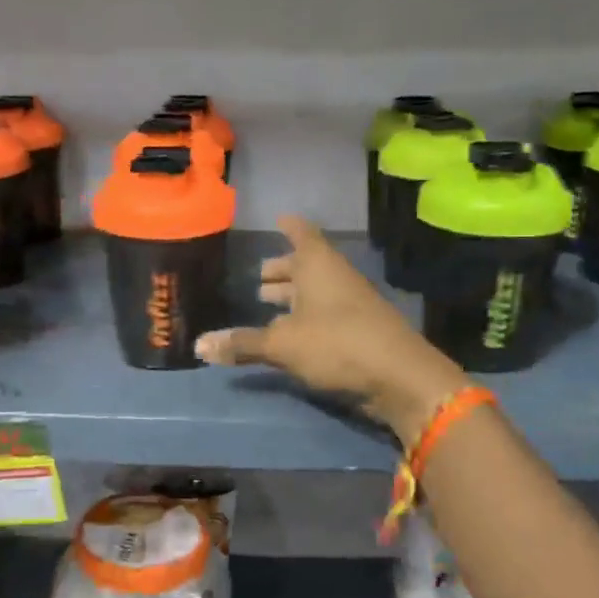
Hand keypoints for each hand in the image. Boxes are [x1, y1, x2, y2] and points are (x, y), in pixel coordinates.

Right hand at [195, 216, 466, 444]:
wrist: (400, 377)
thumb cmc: (336, 345)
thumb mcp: (282, 345)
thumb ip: (242, 343)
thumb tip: (199, 345)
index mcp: (318, 265)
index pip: (302, 233)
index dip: (289, 226)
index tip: (278, 219)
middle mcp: (336, 277)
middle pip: (307, 264)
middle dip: (283, 268)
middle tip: (259, 276)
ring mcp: (351, 303)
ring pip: (318, 290)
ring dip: (294, 294)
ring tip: (268, 302)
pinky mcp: (359, 329)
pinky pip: (326, 312)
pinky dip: (307, 316)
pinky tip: (292, 332)